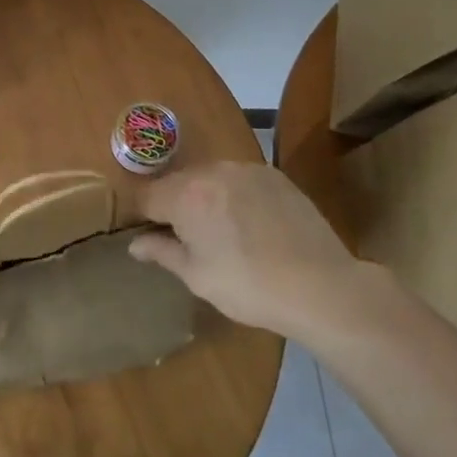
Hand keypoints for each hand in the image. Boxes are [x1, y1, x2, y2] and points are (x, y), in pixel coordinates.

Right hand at [129, 160, 365, 339]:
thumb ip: (162, 252)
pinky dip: (236, 196)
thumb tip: (134, 244)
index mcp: (185, 195)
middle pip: (178, 182)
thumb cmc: (249, 287)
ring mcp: (245, 168)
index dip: (145, 217)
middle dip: (176, 205)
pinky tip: (252, 224)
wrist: (321, 286)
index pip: (147, 196)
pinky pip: (240, 179)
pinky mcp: (274, 174)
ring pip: (209, 178)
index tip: (154, 238)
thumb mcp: (198, 277)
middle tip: (191, 240)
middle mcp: (211, 171)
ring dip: (206, 198)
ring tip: (224, 232)